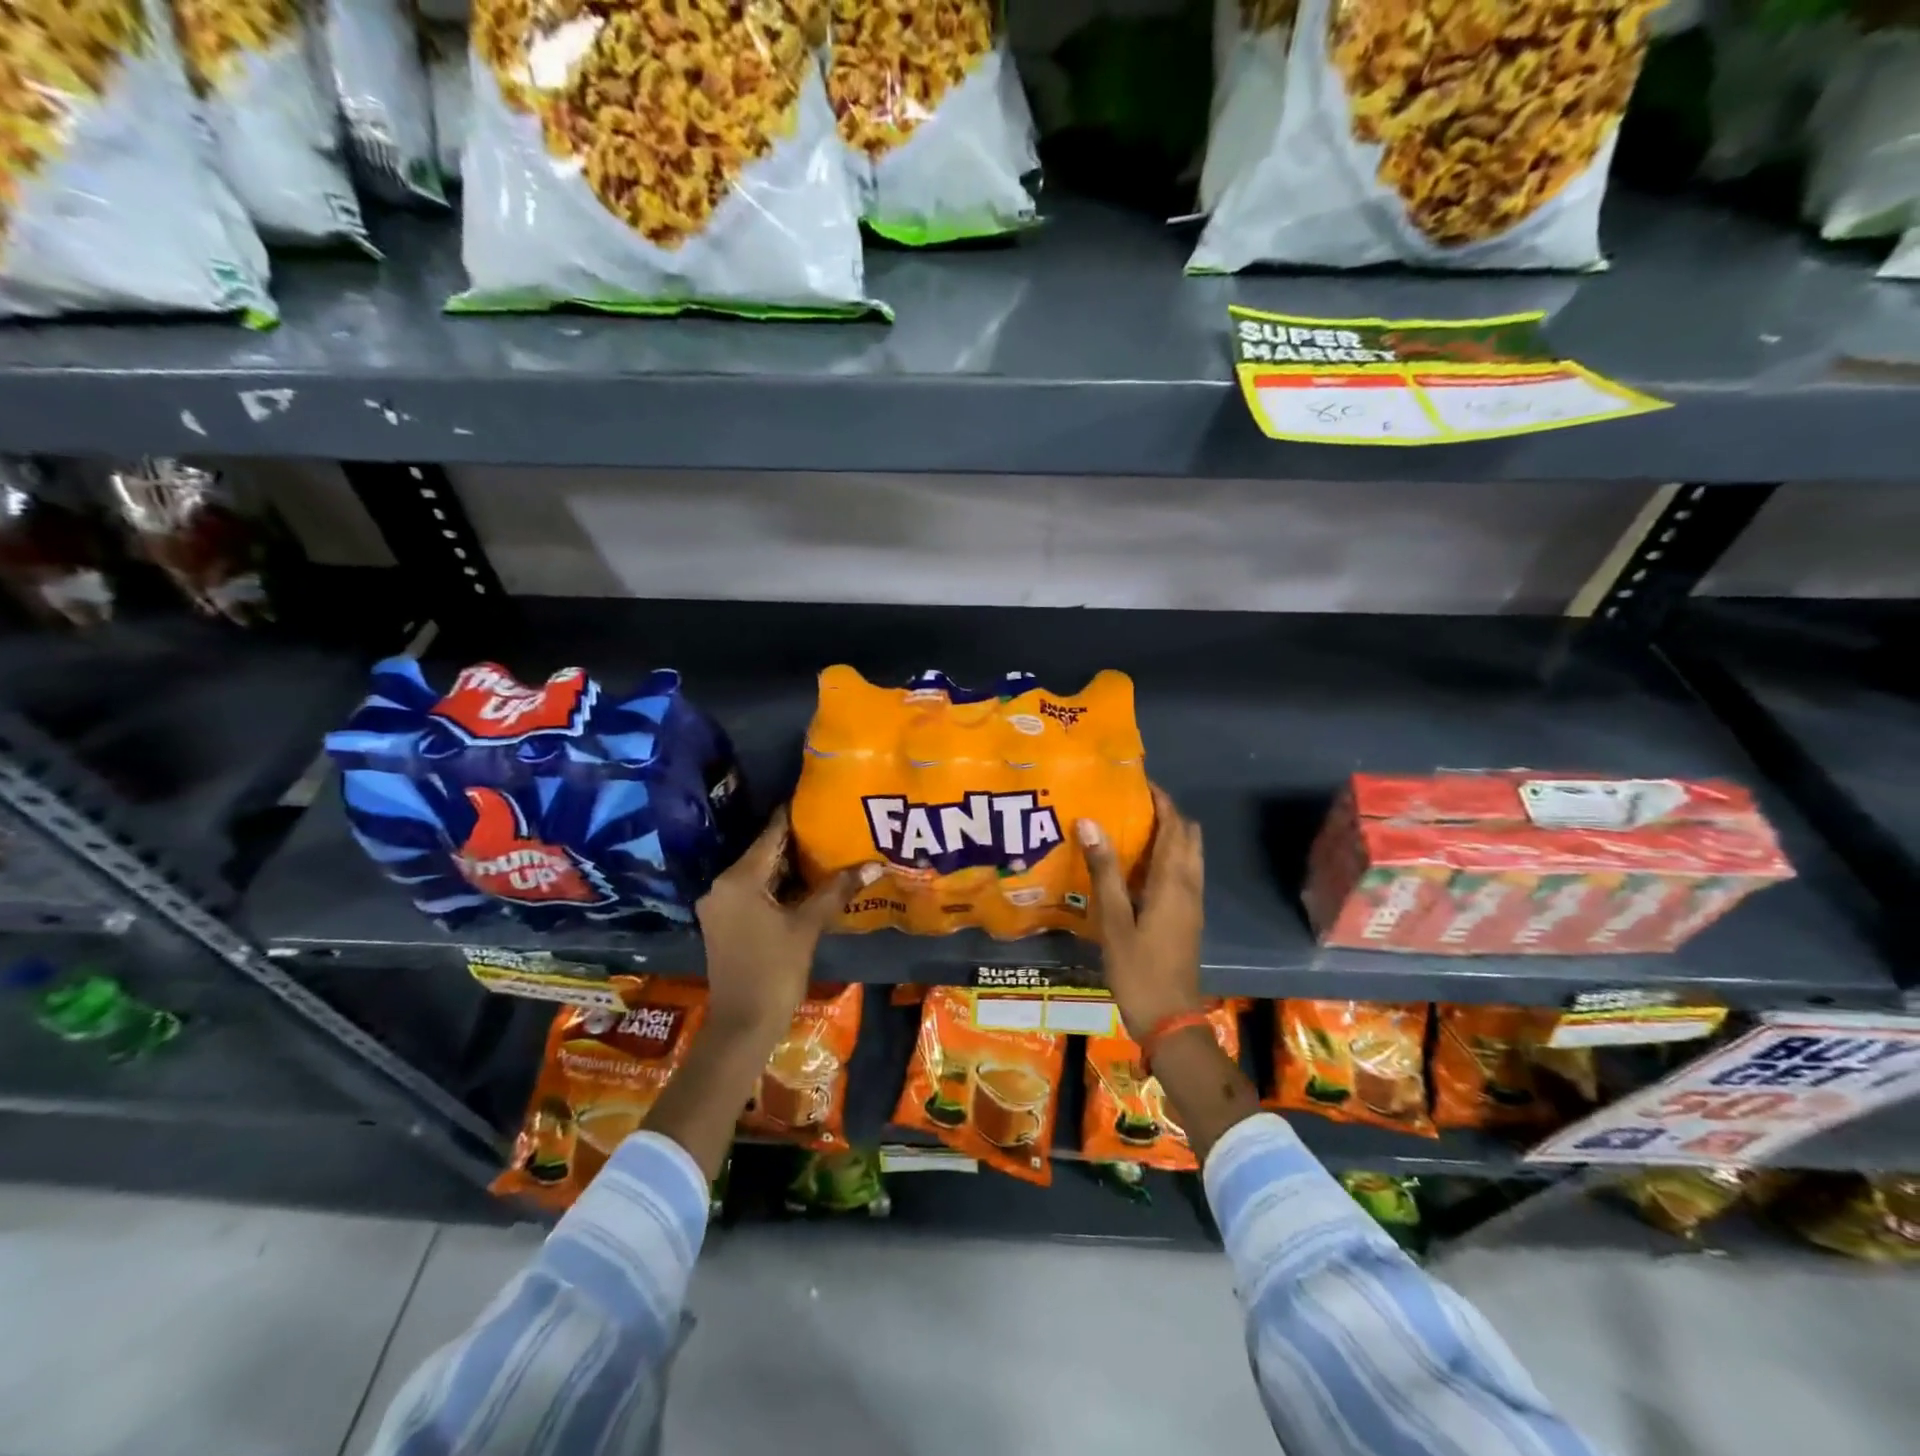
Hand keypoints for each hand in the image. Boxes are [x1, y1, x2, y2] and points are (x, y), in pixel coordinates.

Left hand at [695, 806, 881, 1039]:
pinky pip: (753, 891)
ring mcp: (720, 906)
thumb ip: (836, 891)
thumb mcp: (807, 927)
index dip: (794, 816)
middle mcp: (722, 886)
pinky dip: (778, 885)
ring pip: (759, 873)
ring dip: (789, 865)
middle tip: (832, 826)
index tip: (819, 799)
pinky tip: (807, 882)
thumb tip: (873, 866)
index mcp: (738, 879)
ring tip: (827, 850)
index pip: (771, 835)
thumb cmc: (774, 971)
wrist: (743, 1026)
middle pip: (764, 852)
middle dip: (797, 841)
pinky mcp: (725, 923)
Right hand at [1078, 783, 1204, 1040]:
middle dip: (1166, 813)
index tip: (1137, 782)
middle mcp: (1189, 886)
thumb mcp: (1114, 920)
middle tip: (1131, 804)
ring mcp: (1191, 904)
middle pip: (1188, 836)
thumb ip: (1104, 870)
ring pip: (1187, 855)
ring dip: (1167, 835)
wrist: (1170, 1020)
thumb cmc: (1139, 970)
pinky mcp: (1187, 918)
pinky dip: (1166, 857)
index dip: (1161, 800)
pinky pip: (1182, 873)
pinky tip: (1135, 868)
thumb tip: (1089, 821)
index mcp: (1174, 882)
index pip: (1175, 826)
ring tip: (1130, 828)